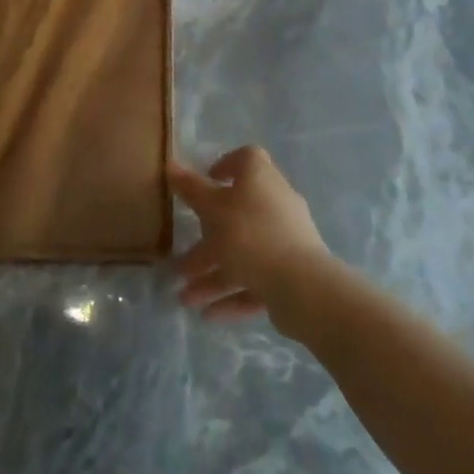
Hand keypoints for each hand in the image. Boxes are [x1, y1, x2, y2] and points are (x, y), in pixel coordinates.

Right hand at [171, 147, 333, 324]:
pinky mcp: (292, 272)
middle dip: (207, 239)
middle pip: (238, 214)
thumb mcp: (212, 209)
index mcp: (261, 178)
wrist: (302, 285)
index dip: (225, 165)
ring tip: (186, 298)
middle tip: (182, 259)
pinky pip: (258, 278)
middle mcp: (277, 203)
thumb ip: (190, 189)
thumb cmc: (250, 235)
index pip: (246, 159)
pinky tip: (209, 314)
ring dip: (214, 274)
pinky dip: (234, 293)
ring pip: (245, 252)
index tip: (207, 180)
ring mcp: (287, 239)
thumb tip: (170, 164)